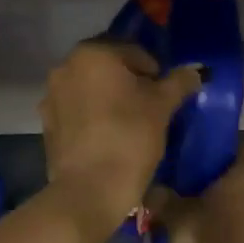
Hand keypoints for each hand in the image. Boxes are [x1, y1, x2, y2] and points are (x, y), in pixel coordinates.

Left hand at [38, 40, 200, 242]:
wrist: (88, 190)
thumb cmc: (129, 137)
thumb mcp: (162, 106)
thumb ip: (179, 82)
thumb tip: (196, 71)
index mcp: (93, 53)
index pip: (134, 51)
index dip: (155, 72)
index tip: (165, 97)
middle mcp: (66, 66)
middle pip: (109, 67)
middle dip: (130, 82)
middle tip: (150, 108)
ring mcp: (51, 94)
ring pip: (90, 87)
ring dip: (109, 97)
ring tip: (129, 123)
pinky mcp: (47, 122)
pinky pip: (76, 109)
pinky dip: (92, 115)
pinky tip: (107, 137)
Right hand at [150, 142, 243, 242]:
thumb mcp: (174, 215)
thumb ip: (163, 194)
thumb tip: (153, 186)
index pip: (237, 143)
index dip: (216, 142)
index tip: (193, 145)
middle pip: (239, 171)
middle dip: (216, 173)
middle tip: (187, 174)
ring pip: (243, 197)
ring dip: (222, 198)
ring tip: (192, 201)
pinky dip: (228, 219)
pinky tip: (204, 226)